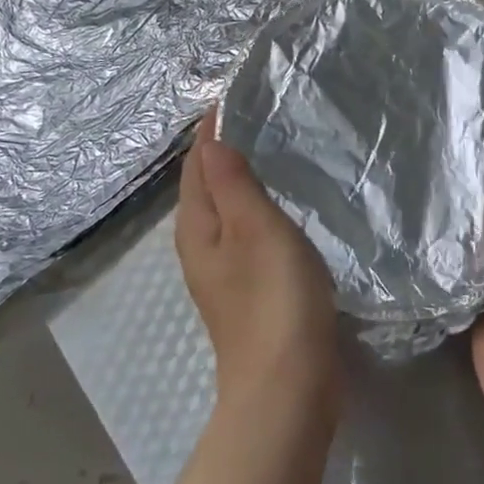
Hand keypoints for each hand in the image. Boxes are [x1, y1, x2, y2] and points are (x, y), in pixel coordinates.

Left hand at [176, 110, 341, 417]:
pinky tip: (278, 207)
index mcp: (197, 226)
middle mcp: (200, 246)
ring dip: (238, 180)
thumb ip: (233, 184)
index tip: (232, 98)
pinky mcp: (246, 291)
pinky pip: (244, 233)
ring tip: (267, 150)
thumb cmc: (273, 298)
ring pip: (224, 210)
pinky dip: (254, 209)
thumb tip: (211, 142)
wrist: (287, 385)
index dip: (211, 131)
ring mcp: (222, 272)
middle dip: (221, 151)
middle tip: (253, 116)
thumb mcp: (255, 228)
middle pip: (205, 186)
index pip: (197, 164)